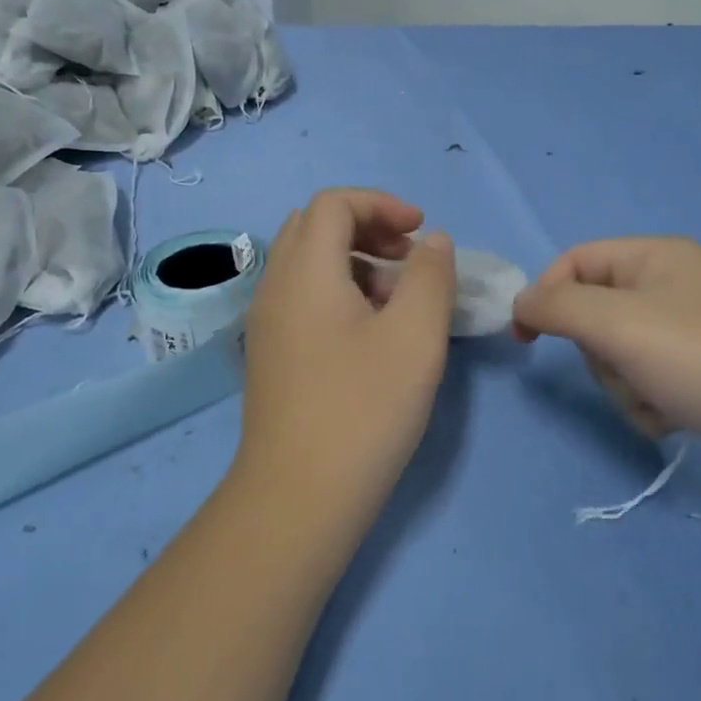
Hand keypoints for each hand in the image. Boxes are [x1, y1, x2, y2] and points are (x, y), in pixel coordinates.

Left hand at [238, 189, 456, 511]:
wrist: (298, 497)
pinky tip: (371, 332)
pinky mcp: (271, 352)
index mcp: (305, 271)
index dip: (381, 204)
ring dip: (355, 259)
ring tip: (397, 297)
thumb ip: (430, 276)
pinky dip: (338, 289)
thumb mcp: (415, 336)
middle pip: (316, 225)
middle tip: (408, 256)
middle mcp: (276, 285)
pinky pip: (303, 295)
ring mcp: (267, 321)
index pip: (334, 203)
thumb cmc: (363, 408)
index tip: (421, 232)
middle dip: (368, 226)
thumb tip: (433, 242)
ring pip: (308, 261)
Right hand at [512, 237, 700, 465]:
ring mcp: (692, 331)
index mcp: (657, 256)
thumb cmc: (700, 359)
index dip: (546, 294)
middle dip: (599, 351)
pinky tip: (677, 417)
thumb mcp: (616, 323)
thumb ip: (556, 306)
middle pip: (595, 312)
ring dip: (625, 384)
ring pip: (618, 354)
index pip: (576, 260)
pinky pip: (648, 381)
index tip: (525, 338)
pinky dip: (650, 403)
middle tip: (624, 368)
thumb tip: (521, 303)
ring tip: (659, 400)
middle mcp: (675, 285)